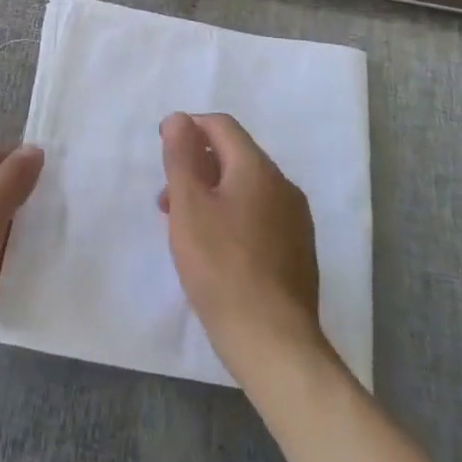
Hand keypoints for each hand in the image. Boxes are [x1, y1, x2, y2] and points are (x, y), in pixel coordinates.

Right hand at [159, 112, 322, 376]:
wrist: (274, 342)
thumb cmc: (222, 267)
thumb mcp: (189, 206)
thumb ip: (181, 156)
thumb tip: (179, 118)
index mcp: (258, 168)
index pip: (221, 126)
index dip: (188, 128)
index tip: (163, 150)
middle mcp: (283, 185)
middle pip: (234, 157)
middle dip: (197, 167)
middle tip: (166, 199)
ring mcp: (295, 220)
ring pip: (246, 189)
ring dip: (212, 194)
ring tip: (185, 229)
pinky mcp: (298, 251)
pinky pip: (259, 217)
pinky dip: (232, 218)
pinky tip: (216, 252)